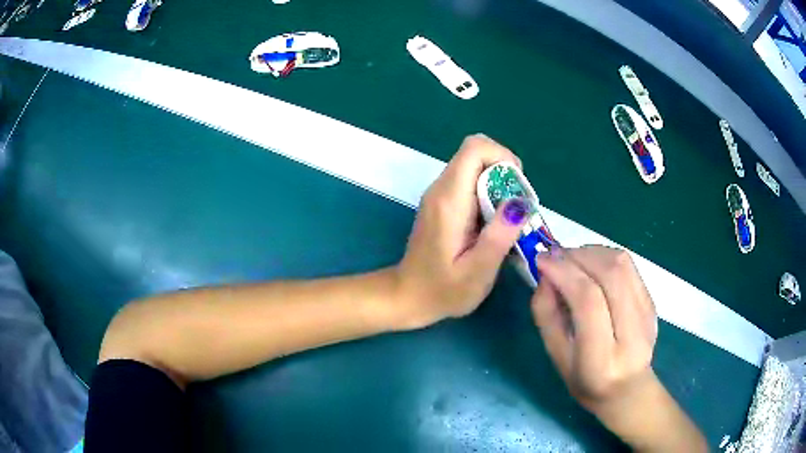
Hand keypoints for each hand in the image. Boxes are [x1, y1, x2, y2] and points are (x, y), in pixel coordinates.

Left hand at [393, 134, 527, 328]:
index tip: (518, 190)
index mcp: (449, 199)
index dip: (503, 157)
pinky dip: (489, 195)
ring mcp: (439, 195)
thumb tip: (521, 201)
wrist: (408, 297)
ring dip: (499, 186)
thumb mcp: (478, 271)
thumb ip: (500, 235)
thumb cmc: (442, 290)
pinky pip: (470, 183)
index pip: (475, 148)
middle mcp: (441, 189)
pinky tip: (493, 226)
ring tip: (508, 222)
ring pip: (475, 167)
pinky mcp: (442, 204)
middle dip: (506, 173)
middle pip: (477, 154)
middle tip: (517, 210)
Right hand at [532, 246, 705, 451]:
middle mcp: (632, 334)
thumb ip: (546, 315)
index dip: (564, 272)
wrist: (628, 389)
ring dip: (591, 252)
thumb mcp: (557, 357)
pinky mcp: (653, 301)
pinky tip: (591, 267)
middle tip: (555, 257)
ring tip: (572, 260)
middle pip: (611, 273)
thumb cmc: (585, 381)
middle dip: (578, 255)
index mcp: (602, 359)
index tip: (541, 260)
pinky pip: (629, 265)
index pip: (588, 301)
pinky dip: (604, 257)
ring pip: (622, 263)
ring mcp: (648, 314)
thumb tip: (547, 274)